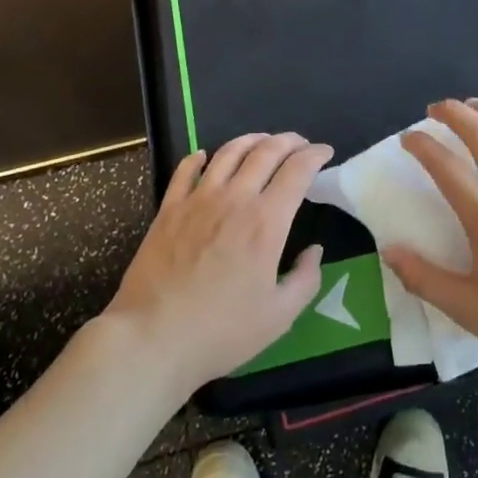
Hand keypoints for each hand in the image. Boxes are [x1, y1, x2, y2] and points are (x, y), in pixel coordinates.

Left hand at [105, 132, 330, 392]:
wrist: (153, 338)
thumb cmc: (221, 331)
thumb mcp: (279, 316)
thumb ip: (306, 279)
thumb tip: (314, 251)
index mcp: (267, 222)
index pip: (297, 170)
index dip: (315, 155)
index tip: (325, 152)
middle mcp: (235, 199)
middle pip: (266, 151)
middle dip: (289, 141)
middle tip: (301, 144)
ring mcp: (198, 199)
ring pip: (229, 152)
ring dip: (252, 140)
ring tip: (263, 141)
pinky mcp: (169, 208)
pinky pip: (185, 170)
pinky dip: (199, 157)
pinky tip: (205, 156)